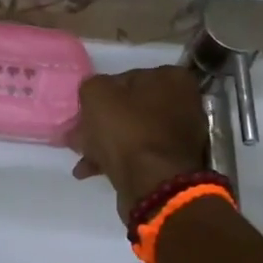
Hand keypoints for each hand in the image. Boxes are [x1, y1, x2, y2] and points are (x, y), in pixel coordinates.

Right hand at [68, 67, 208, 221]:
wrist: (153, 185)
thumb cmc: (127, 130)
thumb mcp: (97, 95)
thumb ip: (92, 86)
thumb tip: (94, 95)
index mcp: (172, 79)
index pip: (128, 78)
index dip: (102, 95)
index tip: (84, 111)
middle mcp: (184, 104)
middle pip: (131, 108)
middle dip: (101, 122)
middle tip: (78, 135)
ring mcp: (182, 136)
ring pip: (132, 133)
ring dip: (104, 143)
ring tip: (81, 157)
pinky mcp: (173, 164)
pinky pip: (139, 155)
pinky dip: (116, 160)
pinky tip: (91, 171)